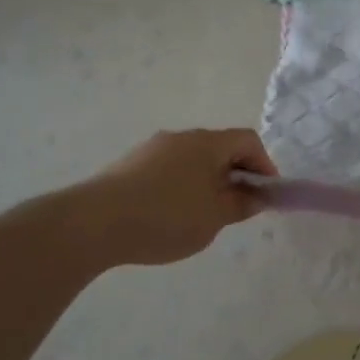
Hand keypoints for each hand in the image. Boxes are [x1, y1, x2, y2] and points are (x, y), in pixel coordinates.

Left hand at [77, 128, 277, 266]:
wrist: (94, 222)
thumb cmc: (166, 217)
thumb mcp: (214, 218)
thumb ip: (240, 204)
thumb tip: (256, 195)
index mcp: (207, 143)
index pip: (248, 141)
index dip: (264, 164)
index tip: (265, 195)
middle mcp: (181, 137)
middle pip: (219, 148)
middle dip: (234, 175)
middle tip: (236, 208)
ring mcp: (152, 148)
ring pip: (192, 160)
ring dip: (206, 182)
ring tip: (201, 216)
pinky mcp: (129, 165)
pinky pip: (168, 170)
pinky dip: (180, 186)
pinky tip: (168, 216)